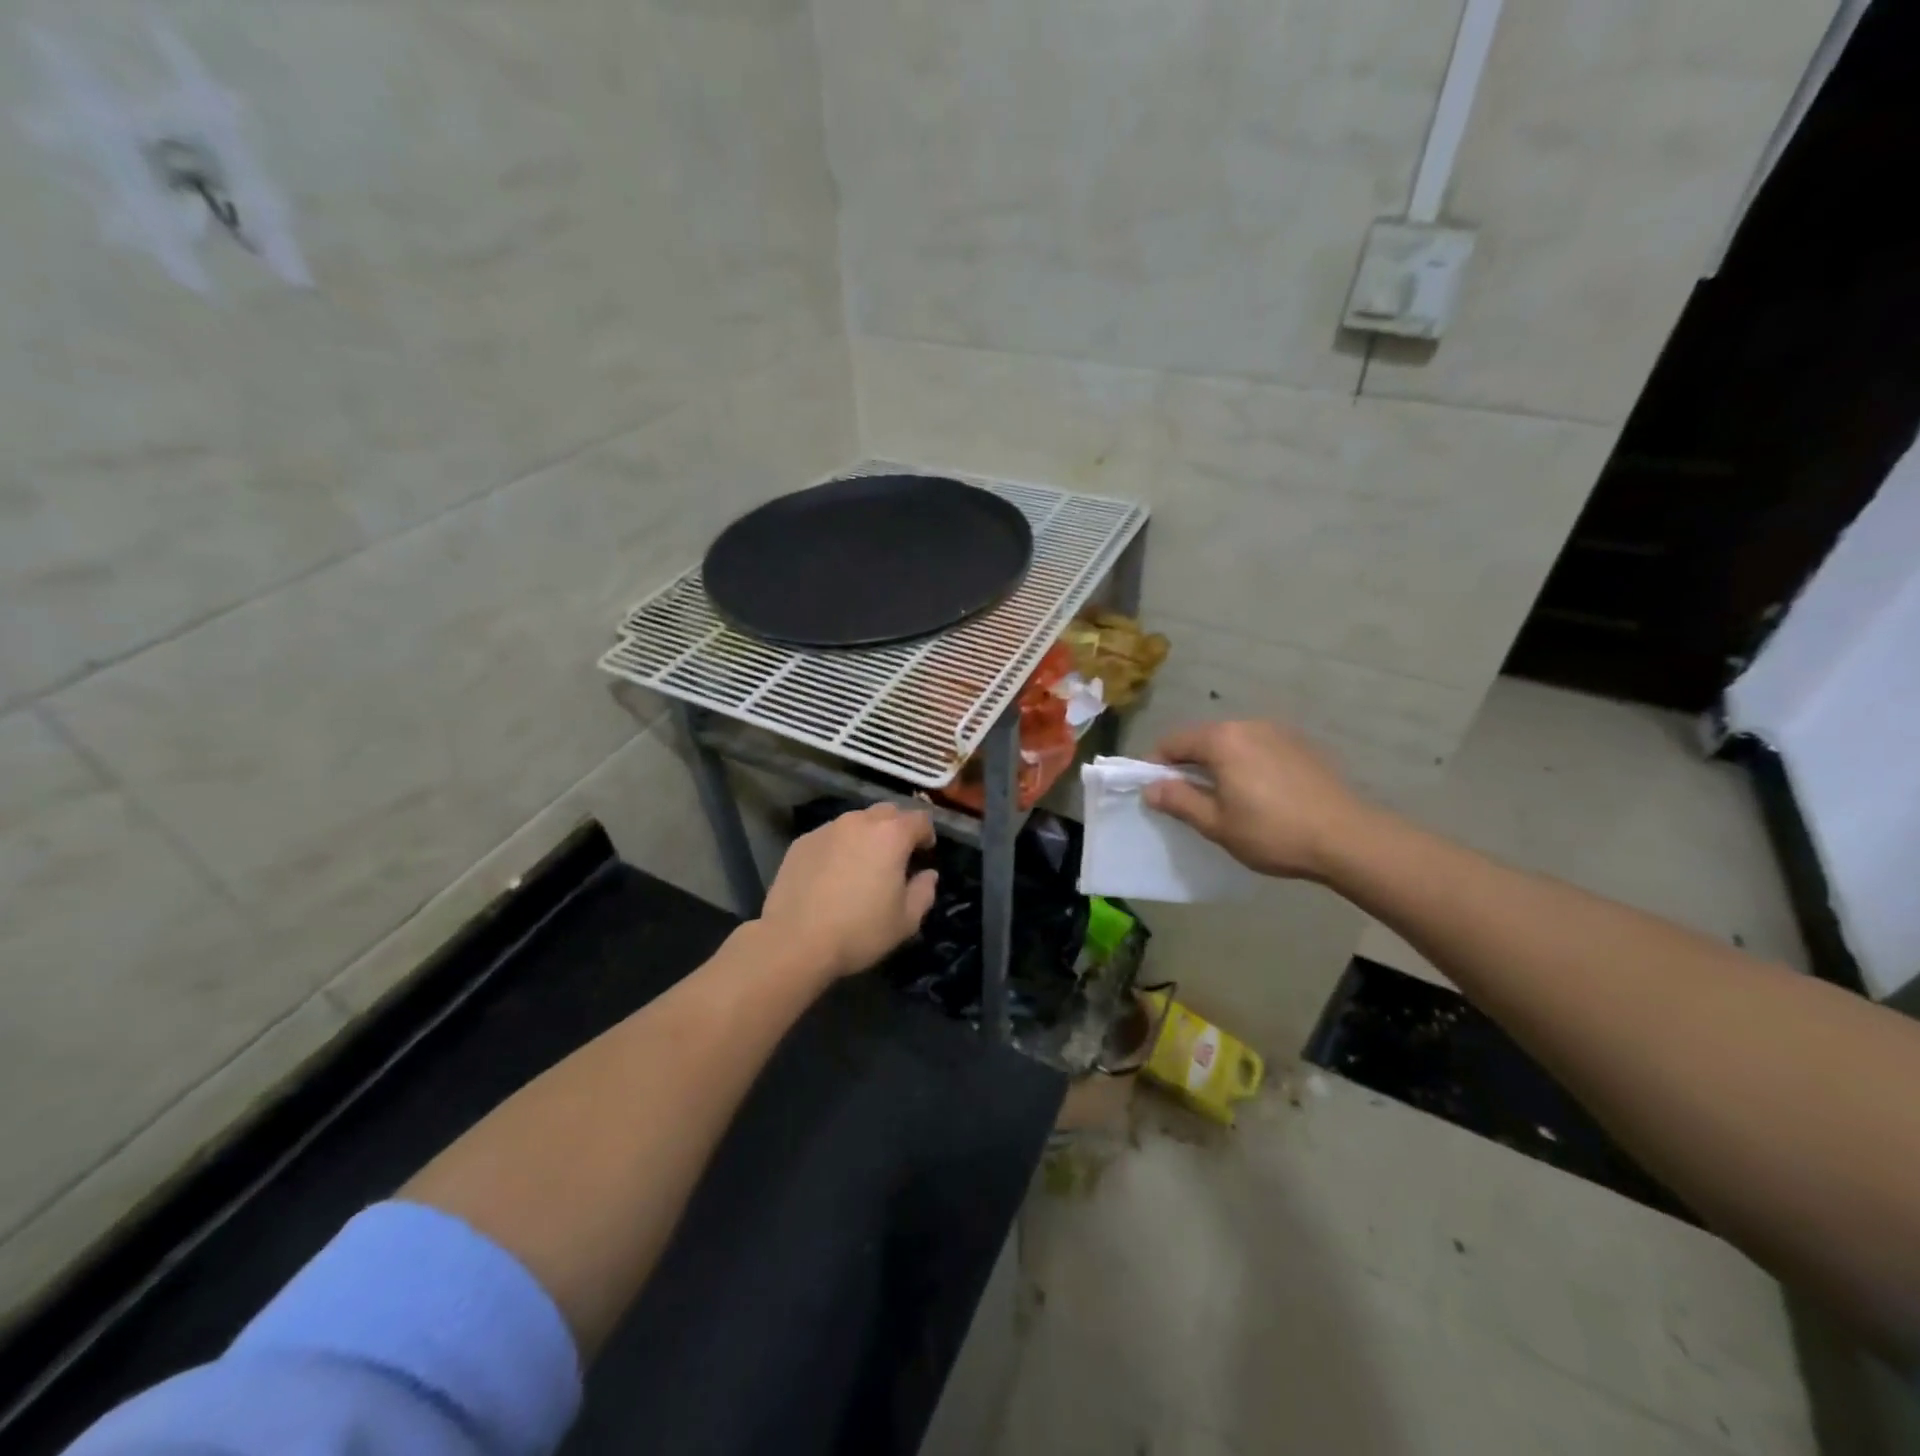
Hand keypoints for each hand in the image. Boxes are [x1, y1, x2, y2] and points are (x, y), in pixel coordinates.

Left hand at [758, 803, 939, 979]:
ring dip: (866, 836)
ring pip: (856, 821)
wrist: (794, 941)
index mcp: (891, 835)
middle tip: (896, 856)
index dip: (927, 834)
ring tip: (862, 864)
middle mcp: (859, 822)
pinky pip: (830, 836)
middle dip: (897, 828)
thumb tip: (928, 874)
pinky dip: (839, 847)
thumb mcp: (906, 921)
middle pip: (887, 812)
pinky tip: (832, 874)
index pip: (919, 819)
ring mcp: (827, 829)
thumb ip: (924, 892)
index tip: (925, 854)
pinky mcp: (801, 842)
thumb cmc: (859, 931)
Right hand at [1145, 721, 1371, 881]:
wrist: (1347, 838)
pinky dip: (1245, 764)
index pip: (1173, 742)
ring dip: (1218, 764)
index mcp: (1222, 739)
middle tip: (1186, 799)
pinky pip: (1258, 749)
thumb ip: (1179, 800)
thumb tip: (1151, 788)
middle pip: (1203, 739)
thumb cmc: (1272, 832)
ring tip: (1222, 798)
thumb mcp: (1216, 823)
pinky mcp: (1301, 746)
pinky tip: (1257, 794)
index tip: (1154, 792)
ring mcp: (1278, 732)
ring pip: (1232, 743)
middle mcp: (1248, 725)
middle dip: (1187, 764)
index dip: (1156, 766)